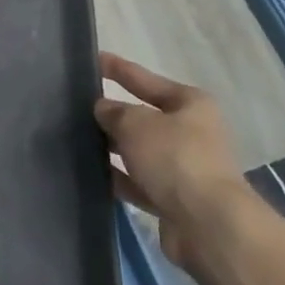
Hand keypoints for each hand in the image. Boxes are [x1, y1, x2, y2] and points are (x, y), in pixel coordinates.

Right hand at [95, 53, 256, 275]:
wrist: (209, 225)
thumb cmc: (175, 159)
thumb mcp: (135, 124)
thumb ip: (113, 112)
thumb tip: (103, 109)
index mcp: (191, 104)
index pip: (146, 79)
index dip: (118, 68)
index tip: (93, 58)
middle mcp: (191, 133)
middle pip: (144, 117)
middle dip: (113, 113)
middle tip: (76, 105)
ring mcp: (184, 168)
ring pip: (140, 151)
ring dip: (113, 147)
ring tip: (76, 138)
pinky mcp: (174, 200)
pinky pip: (139, 182)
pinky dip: (118, 177)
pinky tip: (90, 172)